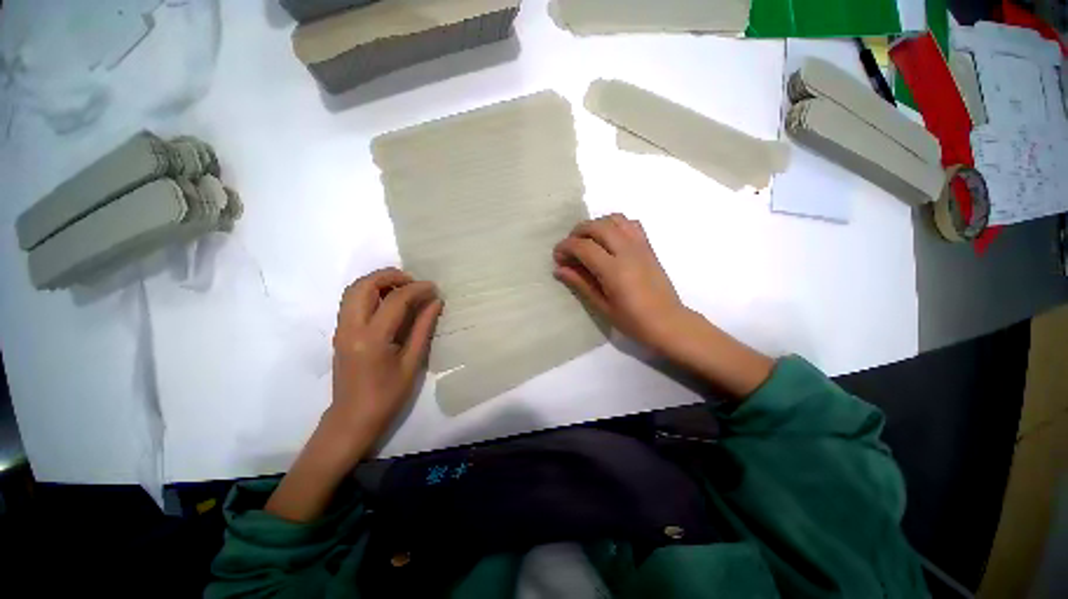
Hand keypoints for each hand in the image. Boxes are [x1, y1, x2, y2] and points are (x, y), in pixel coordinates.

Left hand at [329, 267, 441, 448]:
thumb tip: (435, 302)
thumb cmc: (387, 396)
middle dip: (390, 275)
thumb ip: (423, 328)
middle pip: (364, 285)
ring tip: (402, 288)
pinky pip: (352, 301)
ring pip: (353, 290)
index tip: (433, 287)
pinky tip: (389, 301)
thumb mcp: (412, 362)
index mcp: (372, 338)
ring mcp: (341, 329)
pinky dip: (370, 292)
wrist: (352, 418)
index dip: (417, 289)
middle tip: (413, 281)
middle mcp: (350, 328)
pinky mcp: (340, 332)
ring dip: (378, 281)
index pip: (395, 300)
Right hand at [553, 214, 695, 356]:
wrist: (668, 322)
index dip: (566, 247)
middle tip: (569, 248)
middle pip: (597, 226)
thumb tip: (559, 269)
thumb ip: (581, 284)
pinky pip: (630, 223)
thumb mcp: (602, 306)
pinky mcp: (648, 246)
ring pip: (614, 219)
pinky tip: (609, 240)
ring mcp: (640, 246)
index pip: (583, 246)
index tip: (557, 257)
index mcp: (614, 270)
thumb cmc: (633, 321)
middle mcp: (627, 251)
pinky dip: (615, 225)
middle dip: (577, 232)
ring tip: (588, 241)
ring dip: (596, 225)